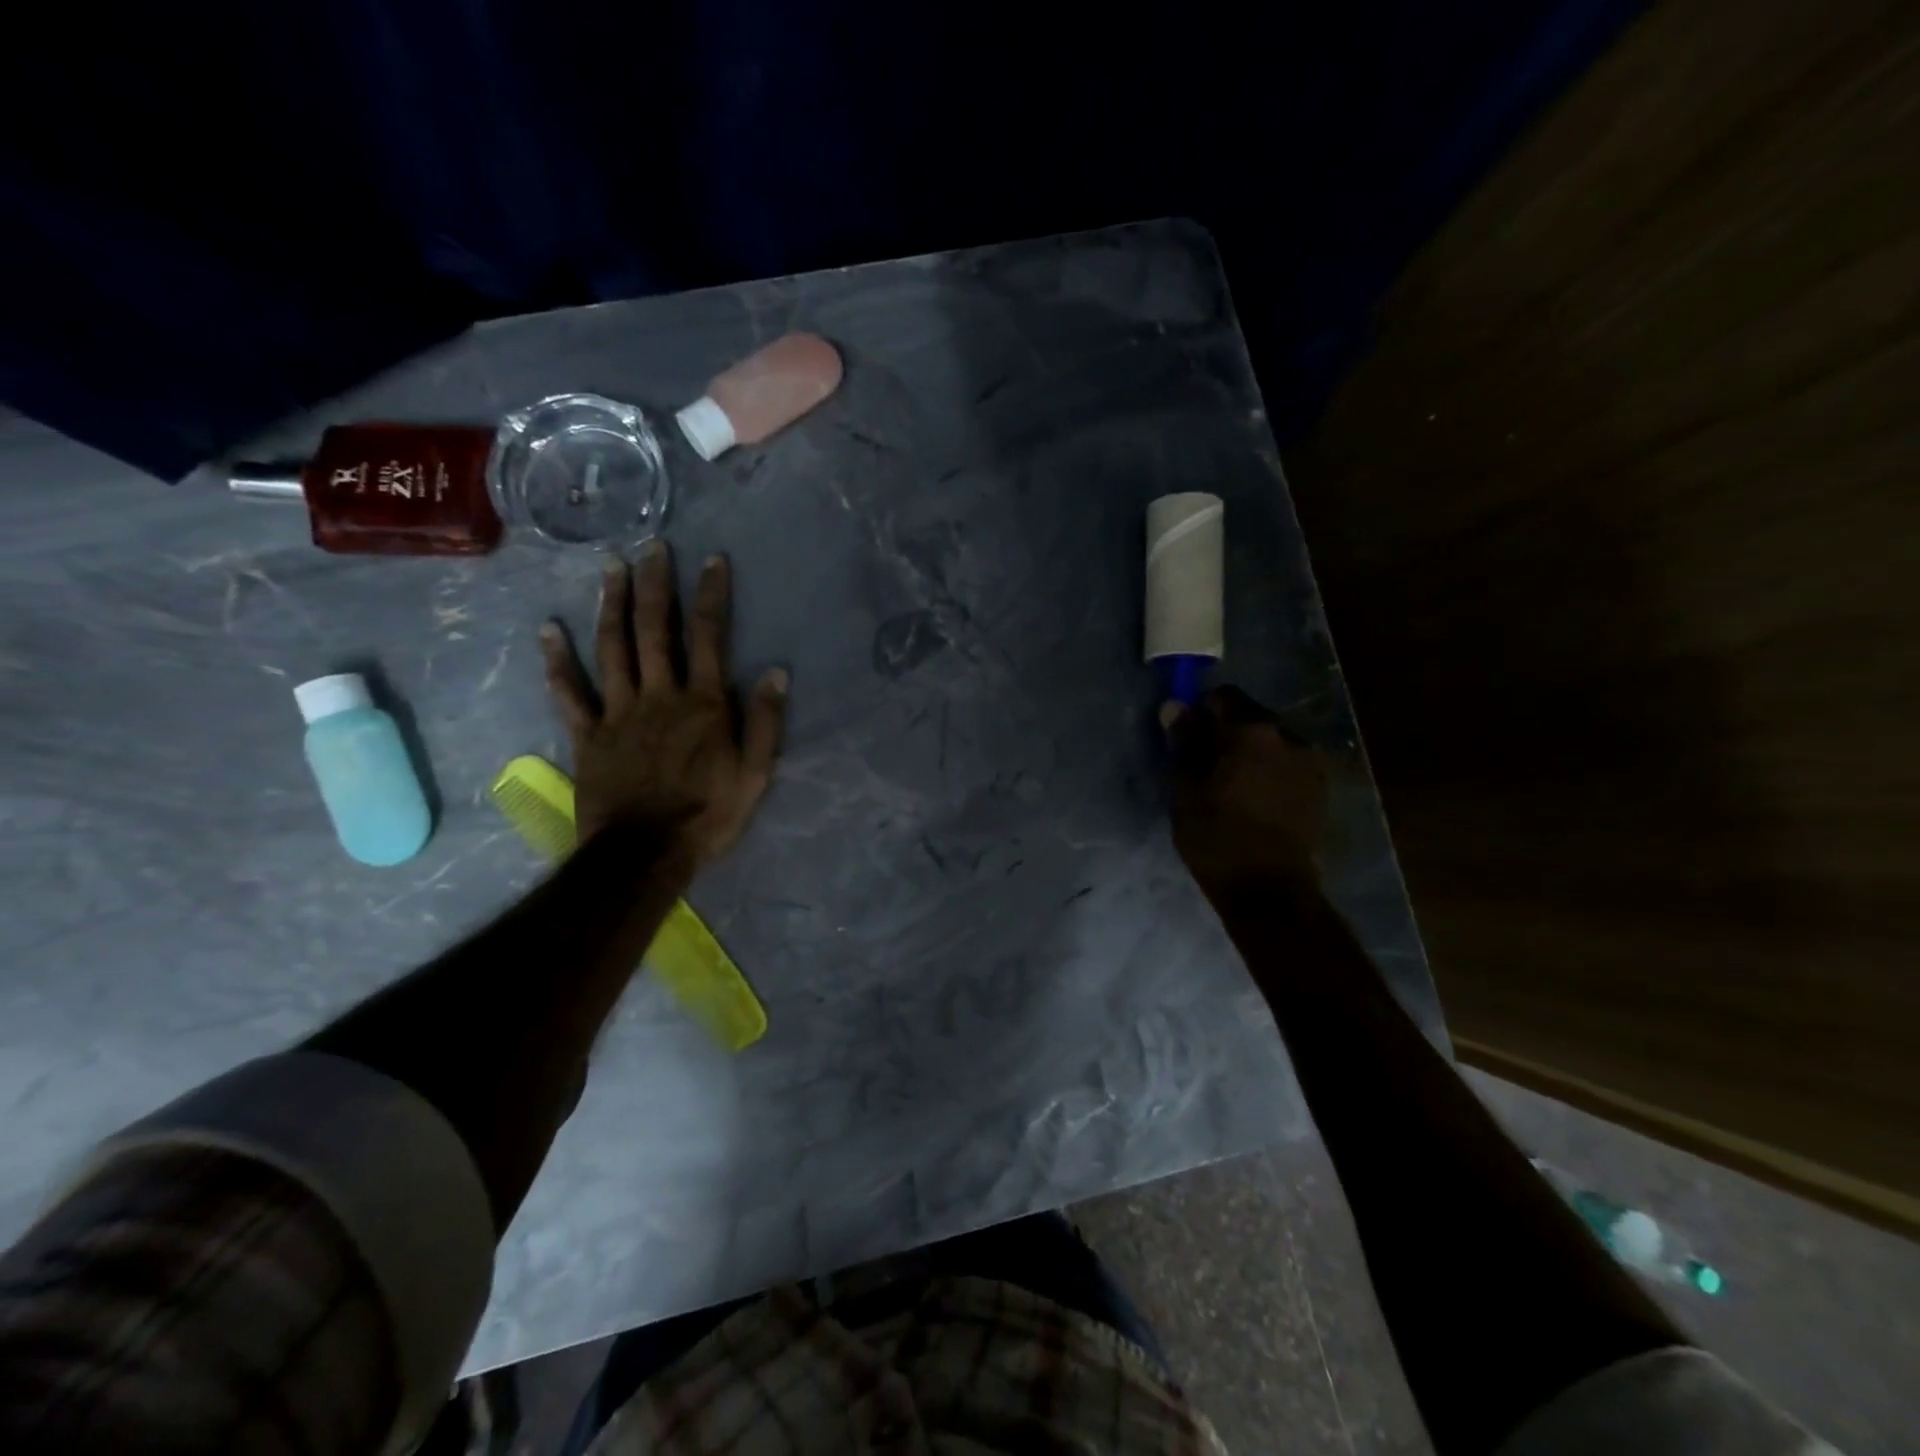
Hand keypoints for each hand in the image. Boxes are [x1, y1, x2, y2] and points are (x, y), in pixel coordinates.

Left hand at [540, 544, 788, 867]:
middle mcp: (660, 695)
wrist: (646, 853)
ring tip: (612, 568)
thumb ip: (766, 722)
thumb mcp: (755, 774)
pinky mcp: (588, 735)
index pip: (710, 637)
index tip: (711, 561)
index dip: (711, 596)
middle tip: (653, 548)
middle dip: (656, 586)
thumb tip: (776, 672)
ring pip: (612, 648)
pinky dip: (557, 661)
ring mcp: (619, 712)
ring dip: (612, 605)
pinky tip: (547, 629)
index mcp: (704, 704)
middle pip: (656, 631)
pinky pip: (569, 693)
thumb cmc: (708, 814)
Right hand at [1164, 686, 1327, 894]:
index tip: (1186, 736)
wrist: (1270, 890)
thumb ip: (1183, 743)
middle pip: (1251, 718)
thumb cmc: (1217, 836)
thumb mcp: (1185, 788)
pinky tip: (1254, 801)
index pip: (1223, 696)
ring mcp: (1310, 764)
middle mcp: (1288, 737)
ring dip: (1250, 754)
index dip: (1201, 711)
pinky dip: (1269, 773)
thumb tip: (1175, 707)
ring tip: (1230, 786)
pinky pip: (1287, 766)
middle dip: (1227, 733)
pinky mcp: (1320, 790)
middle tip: (1204, 764)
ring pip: (1271, 744)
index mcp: (1252, 730)